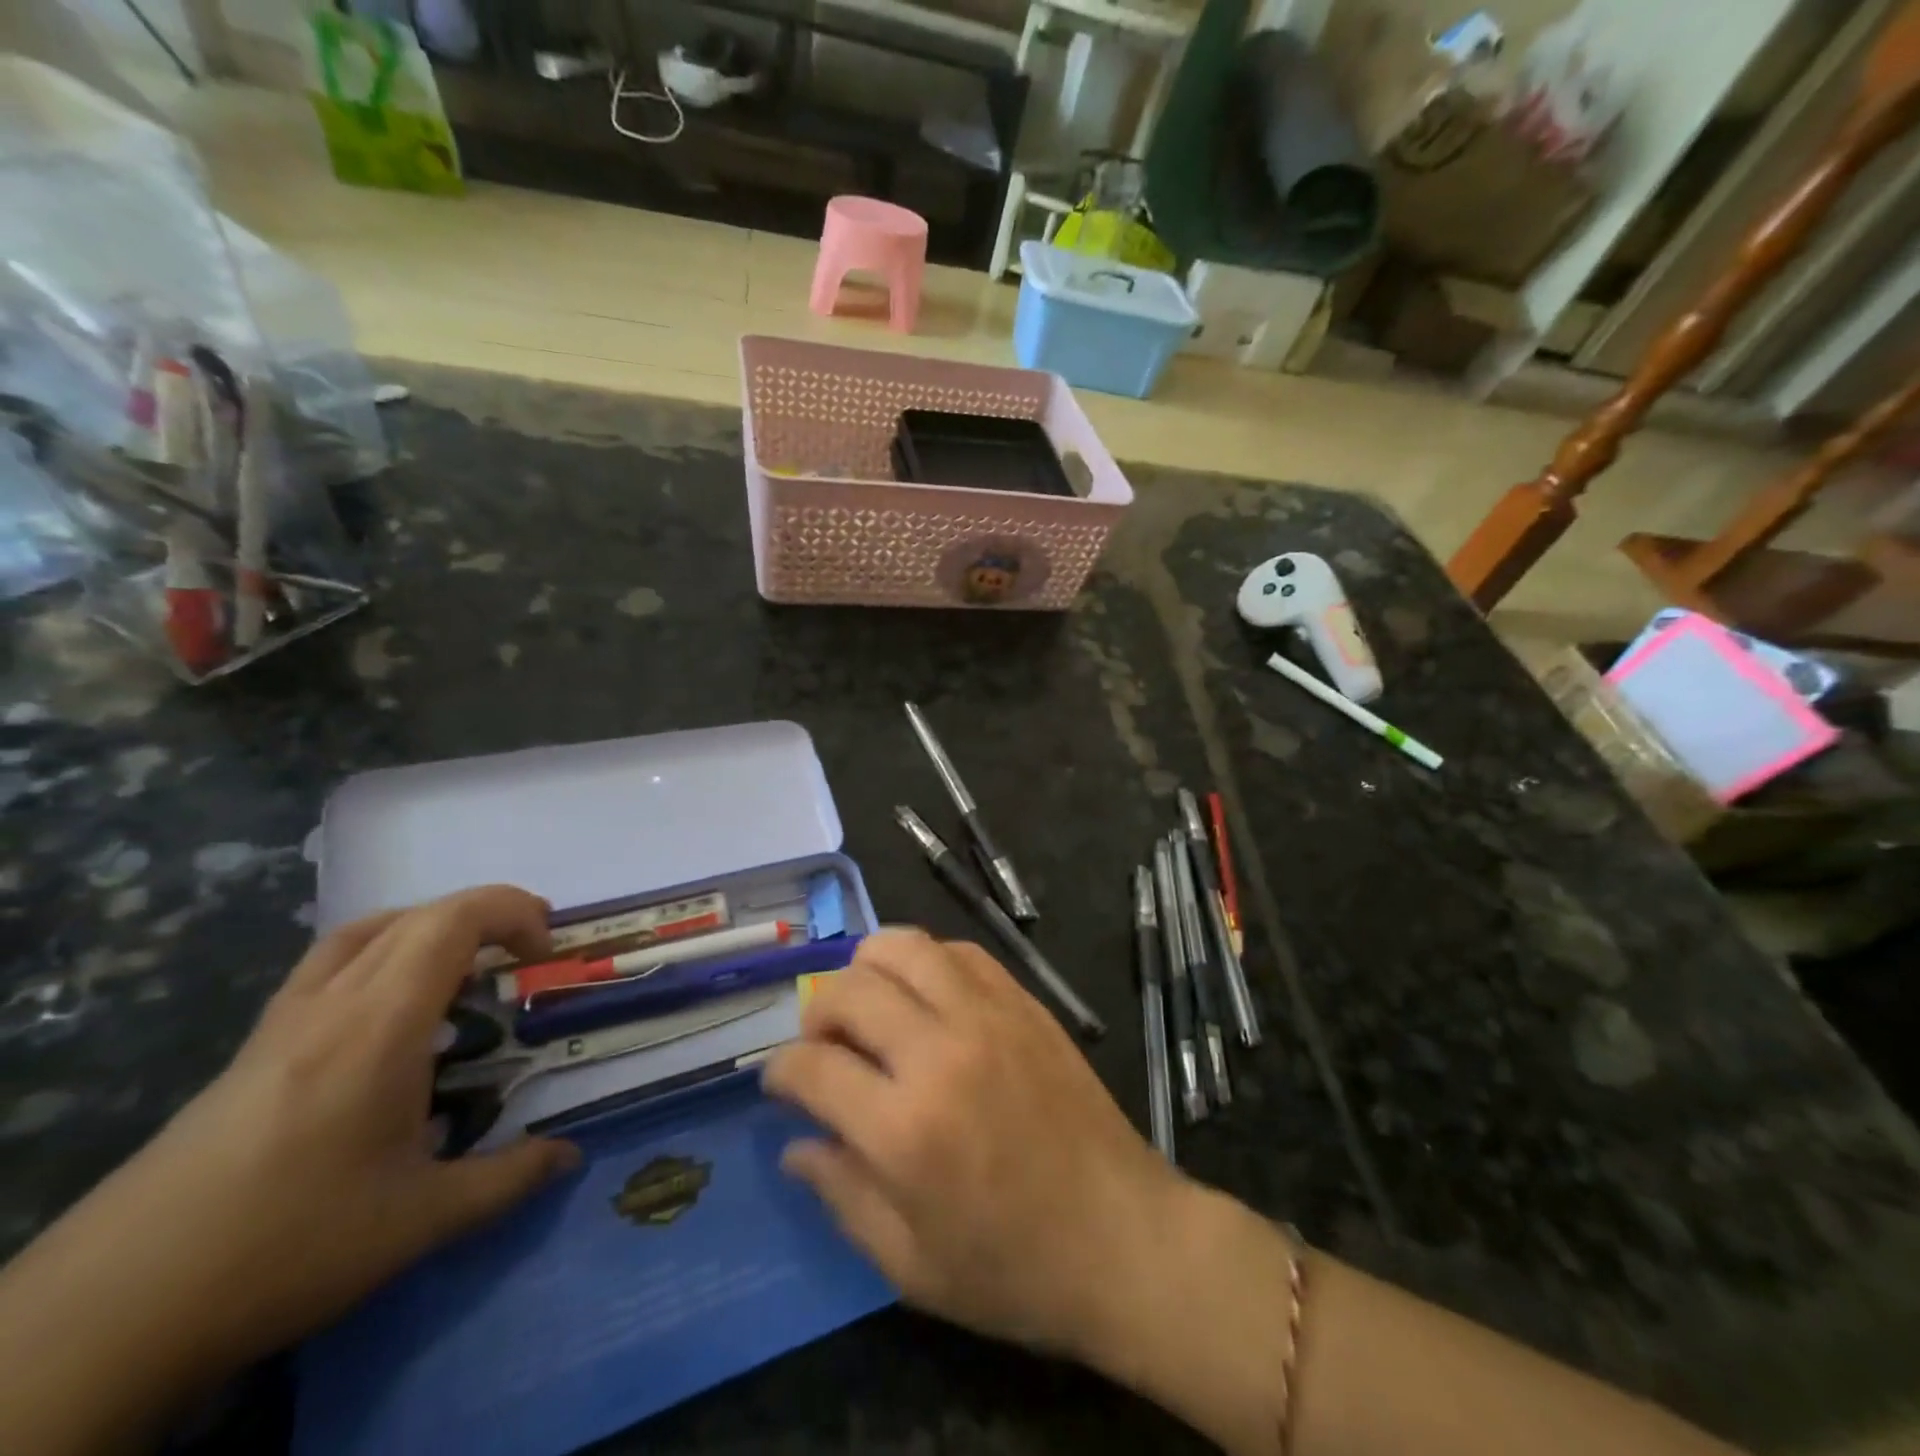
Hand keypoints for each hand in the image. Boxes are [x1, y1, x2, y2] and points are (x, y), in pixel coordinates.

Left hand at [138, 885, 581, 1361]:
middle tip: (527, 952)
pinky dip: (380, 955)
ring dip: (428, 928)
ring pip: (363, 933)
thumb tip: (568, 1155)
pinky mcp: (252, 1051)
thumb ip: (506, 1179)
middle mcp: (329, 1005)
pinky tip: (391, 1015)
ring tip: (466, 966)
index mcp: (378, 1027)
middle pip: (414, 917)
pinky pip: (327, 966)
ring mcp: (282, 1024)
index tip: (545, 949)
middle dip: (485, 916)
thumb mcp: (419, 1221)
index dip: (510, 912)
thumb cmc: (286, 1245)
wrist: (110, 1309)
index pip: (449, 923)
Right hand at [762, 927, 1184, 1360]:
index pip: (811, 1066)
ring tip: (870, 1005)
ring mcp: (987, 1016)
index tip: (781, 1083)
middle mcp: (940, 1052)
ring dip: (867, 968)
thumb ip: (842, 1195)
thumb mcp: (910, 1264)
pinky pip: (959, 951)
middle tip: (825, 1045)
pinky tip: (927, 995)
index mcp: (904, 1128)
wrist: (1123, 1237)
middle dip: (816, 1012)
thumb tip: (795, 1144)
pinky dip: (926, 961)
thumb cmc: (1013, 1268)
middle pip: (849, 990)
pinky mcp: (1023, 1002)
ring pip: (903, 947)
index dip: (780, 1071)